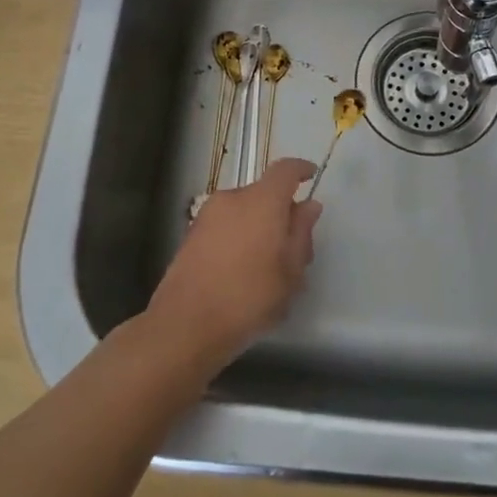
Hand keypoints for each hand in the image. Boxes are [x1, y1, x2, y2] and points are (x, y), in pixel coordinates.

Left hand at [146, 159, 321, 372]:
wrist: (185, 326)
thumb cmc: (249, 297)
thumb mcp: (291, 272)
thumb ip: (301, 233)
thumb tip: (308, 206)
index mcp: (261, 201)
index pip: (285, 170)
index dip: (301, 170)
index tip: (311, 176)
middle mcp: (232, 198)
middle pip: (264, 193)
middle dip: (281, 211)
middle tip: (294, 247)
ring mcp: (207, 216)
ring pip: (243, 211)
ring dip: (258, 226)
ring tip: (267, 267)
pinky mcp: (190, 235)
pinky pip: (225, 225)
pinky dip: (238, 237)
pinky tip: (241, 272)